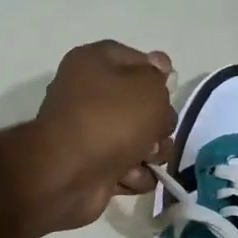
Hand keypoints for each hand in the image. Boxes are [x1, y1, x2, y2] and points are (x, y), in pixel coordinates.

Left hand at [18, 41, 175, 231]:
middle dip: (159, 124)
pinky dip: (134, 175)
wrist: (68, 174)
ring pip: (141, 141)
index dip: (158, 77)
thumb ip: (159, 77)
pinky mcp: (94, 167)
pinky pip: (129, 169)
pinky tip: (128, 177)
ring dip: (152, 153)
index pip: (138, 60)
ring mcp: (90, 134)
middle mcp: (89, 95)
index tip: (169, 94)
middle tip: (156, 133)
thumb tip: (158, 66)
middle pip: (143, 106)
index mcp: (95, 63)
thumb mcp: (149, 88)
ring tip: (145, 159)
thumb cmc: (111, 120)